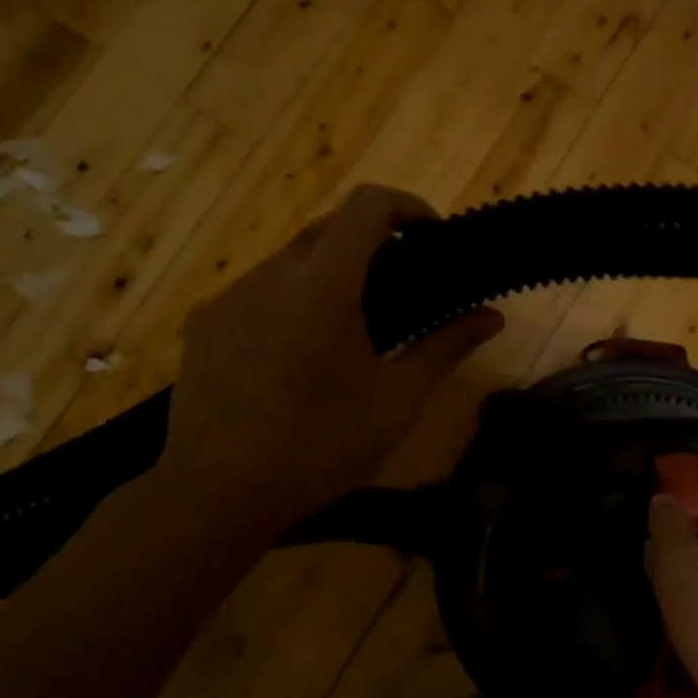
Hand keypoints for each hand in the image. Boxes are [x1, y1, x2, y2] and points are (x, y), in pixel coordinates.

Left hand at [160, 185, 502, 530]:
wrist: (215, 493)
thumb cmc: (319, 447)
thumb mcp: (396, 401)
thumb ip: (445, 347)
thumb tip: (493, 317)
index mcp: (324, 286)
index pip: (366, 205)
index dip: (407, 205)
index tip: (432, 237)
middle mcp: (272, 274)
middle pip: (329, 227)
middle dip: (372, 241)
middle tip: (403, 285)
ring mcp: (231, 296)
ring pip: (292, 259)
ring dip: (330, 271)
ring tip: (352, 326)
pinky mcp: (205, 322)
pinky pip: (259, 289)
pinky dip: (292, 298)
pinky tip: (299, 352)